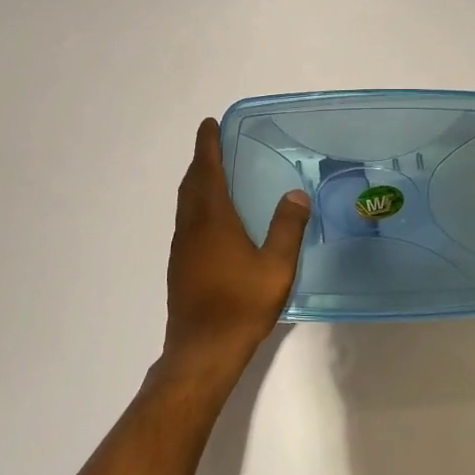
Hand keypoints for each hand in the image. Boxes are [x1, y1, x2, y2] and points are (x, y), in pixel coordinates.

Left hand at [160, 117, 309, 384]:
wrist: (203, 349)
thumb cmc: (241, 304)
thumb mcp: (276, 266)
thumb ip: (287, 228)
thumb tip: (295, 194)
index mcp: (212, 220)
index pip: (206, 171)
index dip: (207, 145)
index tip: (209, 124)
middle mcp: (191, 227)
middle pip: (191, 184)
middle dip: (201, 161)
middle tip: (215, 145)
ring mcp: (181, 248)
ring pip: (186, 204)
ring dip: (197, 184)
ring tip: (215, 176)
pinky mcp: (180, 266)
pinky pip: (187, 222)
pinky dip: (197, 206)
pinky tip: (214, 220)